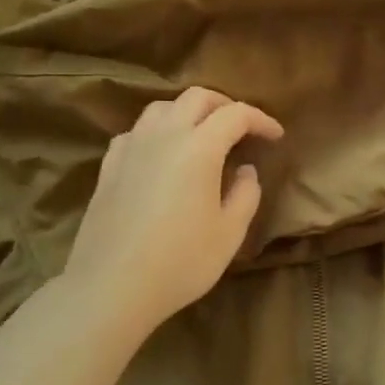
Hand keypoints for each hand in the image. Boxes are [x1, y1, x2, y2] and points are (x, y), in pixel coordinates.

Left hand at [61, 87, 284, 335]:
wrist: (111, 287)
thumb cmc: (180, 262)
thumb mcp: (230, 233)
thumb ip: (245, 194)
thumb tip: (246, 171)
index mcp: (199, 147)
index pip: (236, 115)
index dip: (260, 120)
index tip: (275, 136)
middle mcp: (164, 135)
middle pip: (196, 97)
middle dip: (225, 105)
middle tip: (242, 129)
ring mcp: (131, 148)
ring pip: (162, 108)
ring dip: (188, 112)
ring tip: (202, 135)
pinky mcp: (109, 166)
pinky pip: (137, 131)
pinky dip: (157, 132)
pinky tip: (161, 154)